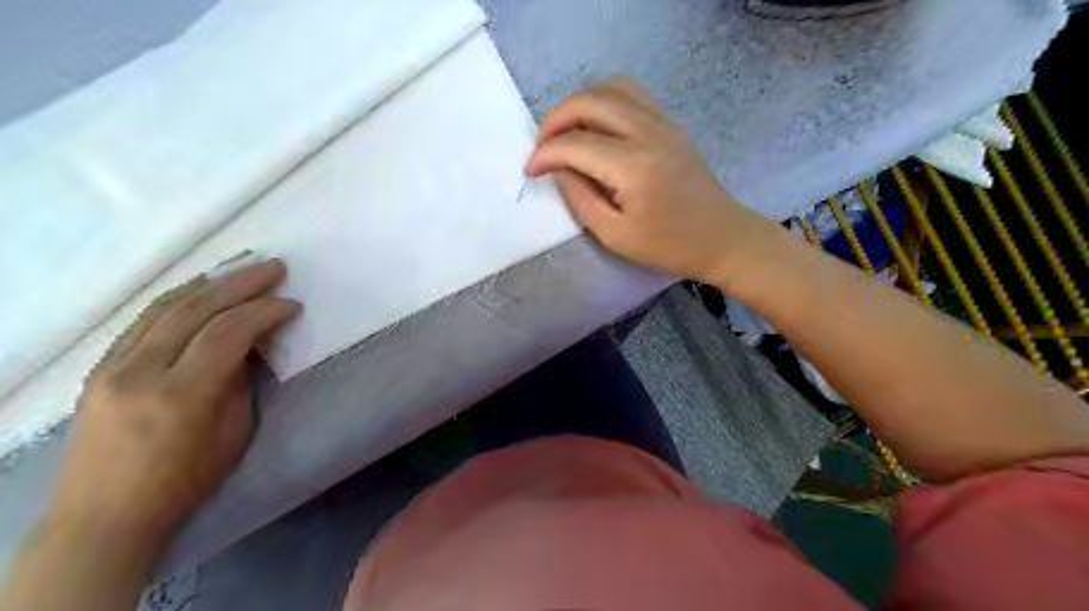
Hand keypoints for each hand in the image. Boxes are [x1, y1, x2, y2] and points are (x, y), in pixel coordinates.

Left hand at [47, 255, 298, 538]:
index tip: (292, 305)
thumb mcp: (233, 433)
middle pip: (195, 310)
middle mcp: (140, 371)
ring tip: (240, 269)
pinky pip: (143, 320)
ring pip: (164, 308)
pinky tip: (199, 290)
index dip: (264, 312)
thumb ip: (241, 382)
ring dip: (209, 283)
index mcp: (181, 394)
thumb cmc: (184, 481)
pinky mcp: (100, 367)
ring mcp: (112, 366)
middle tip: (274, 268)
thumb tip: (250, 345)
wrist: (105, 515)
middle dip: (240, 283)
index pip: (227, 333)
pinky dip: (178, 299)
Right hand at [525, 78, 774, 284]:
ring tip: (566, 134)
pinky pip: (631, 95)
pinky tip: (595, 128)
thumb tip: (558, 169)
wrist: (723, 238)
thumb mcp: (615, 235)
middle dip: (555, 119)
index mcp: (633, 166)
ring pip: (611, 88)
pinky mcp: (670, 124)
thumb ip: (580, 199)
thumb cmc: (669, 246)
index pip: (574, 144)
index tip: (530, 172)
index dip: (545, 155)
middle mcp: (647, 132)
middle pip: (590, 101)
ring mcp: (663, 123)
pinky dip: (604, 102)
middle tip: (542, 147)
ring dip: (580, 105)